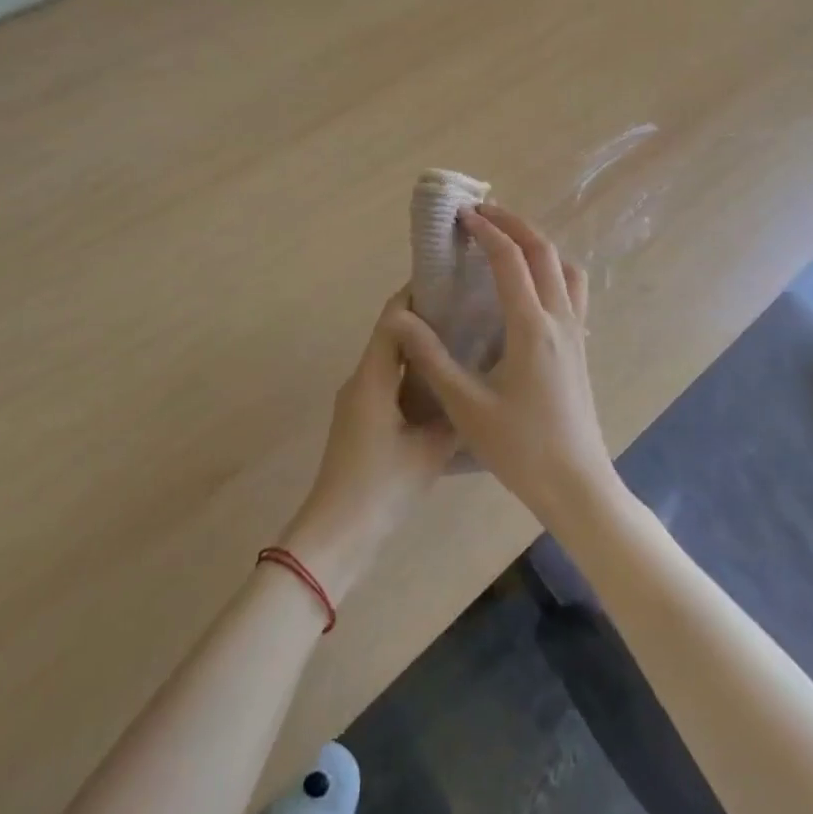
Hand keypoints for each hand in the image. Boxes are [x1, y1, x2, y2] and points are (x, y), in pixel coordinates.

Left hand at [281, 289, 457, 604]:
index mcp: (373, 377)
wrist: (336, 533)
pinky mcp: (359, 420)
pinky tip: (441, 385)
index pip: (392, 318)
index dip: (417, 294)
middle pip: (391, 334)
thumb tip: (476, 389)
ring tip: (461, 343)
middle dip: (424, 318)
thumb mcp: (429, 451)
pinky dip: (412, 374)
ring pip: (390, 359)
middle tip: (465, 310)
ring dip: (418, 347)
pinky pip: (387, 381)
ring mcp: (357, 401)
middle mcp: (360, 380)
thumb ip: (453, 415)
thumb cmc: (382, 486)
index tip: (449, 280)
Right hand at [391, 204, 619, 530]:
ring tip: (508, 243)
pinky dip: (552, 270)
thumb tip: (402, 317)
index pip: (510, 260)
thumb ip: (432, 358)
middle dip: (513, 224)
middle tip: (482, 214)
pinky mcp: (581, 347)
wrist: (577, 485)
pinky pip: (573, 290)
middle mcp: (560, 319)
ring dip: (538, 245)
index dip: (486, 231)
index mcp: (532, 327)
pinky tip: (530, 289)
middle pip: (544, 251)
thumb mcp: (466, 406)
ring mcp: (576, 332)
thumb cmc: (520, 448)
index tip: (462, 216)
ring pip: (566, 267)